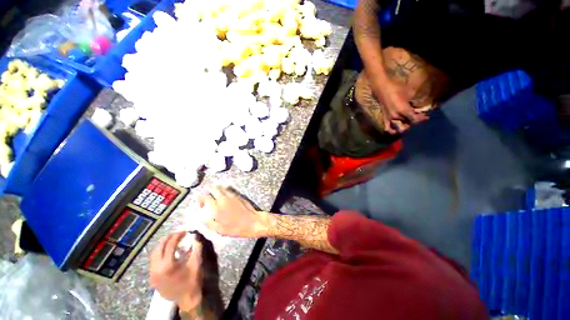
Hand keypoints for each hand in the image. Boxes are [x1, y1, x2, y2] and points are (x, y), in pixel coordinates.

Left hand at [150, 232, 202, 310]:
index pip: (170, 245)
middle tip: (176, 233)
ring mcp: (153, 275)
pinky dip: (159, 254)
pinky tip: (167, 252)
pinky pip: (153, 262)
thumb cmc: (193, 281)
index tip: (184, 231)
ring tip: (171, 240)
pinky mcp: (152, 279)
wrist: (187, 299)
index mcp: (168, 266)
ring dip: (162, 246)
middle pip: (158, 248)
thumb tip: (195, 236)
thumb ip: (197, 248)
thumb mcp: (197, 263)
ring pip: (153, 255)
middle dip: (167, 239)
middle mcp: (157, 269)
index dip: (177, 236)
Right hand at [198, 186, 267, 237]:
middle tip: (208, 198)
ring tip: (216, 197)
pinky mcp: (239, 195)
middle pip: (213, 189)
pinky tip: (225, 196)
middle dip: (209, 192)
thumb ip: (209, 223)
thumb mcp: (220, 230)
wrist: (253, 222)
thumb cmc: (236, 228)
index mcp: (217, 207)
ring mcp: (232, 196)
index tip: (201, 203)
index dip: (200, 198)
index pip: (205, 197)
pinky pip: (229, 189)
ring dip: (217, 190)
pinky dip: (225, 191)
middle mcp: (224, 199)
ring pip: (222, 187)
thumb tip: (201, 218)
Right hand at [373, 78, 427, 133]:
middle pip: (408, 124)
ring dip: (404, 128)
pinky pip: (387, 128)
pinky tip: (395, 130)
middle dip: (414, 122)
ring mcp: (389, 118)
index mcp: (403, 110)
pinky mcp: (385, 118)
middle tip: (417, 118)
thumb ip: (414, 101)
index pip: (414, 119)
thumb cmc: (397, 88)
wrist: (382, 87)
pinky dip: (391, 130)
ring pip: (398, 128)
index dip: (421, 119)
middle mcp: (396, 116)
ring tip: (407, 125)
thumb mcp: (410, 92)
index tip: (426, 117)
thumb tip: (418, 106)